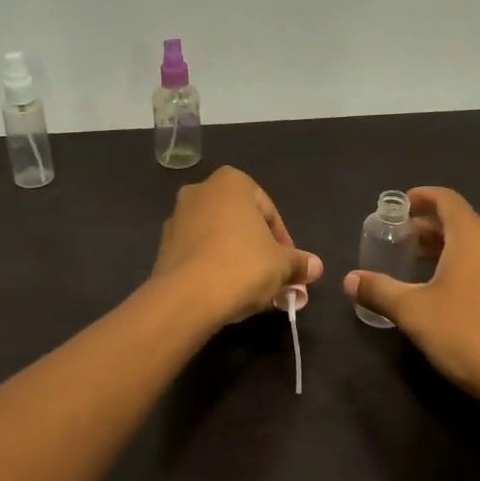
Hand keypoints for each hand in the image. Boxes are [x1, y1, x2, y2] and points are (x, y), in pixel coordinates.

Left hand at [152, 167, 323, 326]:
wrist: (186, 297)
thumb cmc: (242, 266)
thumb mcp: (281, 265)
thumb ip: (299, 262)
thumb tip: (315, 266)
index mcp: (231, 183)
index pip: (269, 212)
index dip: (284, 242)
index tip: (290, 267)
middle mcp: (200, 191)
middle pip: (242, 223)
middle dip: (260, 251)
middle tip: (275, 279)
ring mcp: (177, 217)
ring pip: (219, 238)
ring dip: (237, 259)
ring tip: (252, 290)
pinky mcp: (163, 246)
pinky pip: (198, 252)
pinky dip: (213, 267)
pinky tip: (225, 291)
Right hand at [343, 187, 479, 412]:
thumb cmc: (467, 333)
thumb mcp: (414, 312)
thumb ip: (380, 290)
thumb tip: (349, 279)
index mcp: (472, 236)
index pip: (446, 199)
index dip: (421, 197)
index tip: (398, 206)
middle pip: (460, 221)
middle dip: (427, 226)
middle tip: (398, 239)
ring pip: (474, 244)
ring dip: (444, 247)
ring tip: (415, 264)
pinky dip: (462, 264)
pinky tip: (444, 291)